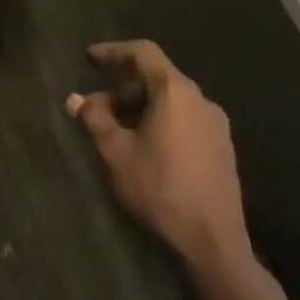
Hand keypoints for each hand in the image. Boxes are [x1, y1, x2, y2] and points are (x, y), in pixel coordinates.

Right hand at [68, 40, 252, 267]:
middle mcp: (199, 98)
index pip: (142, 52)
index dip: (113, 51)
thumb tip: (76, 99)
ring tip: (119, 129)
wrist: (216, 247)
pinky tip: (148, 146)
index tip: (90, 59)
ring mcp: (216, 123)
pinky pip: (187, 119)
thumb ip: (95, 120)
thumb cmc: (162, 191)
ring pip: (172, 100)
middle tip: (98, 106)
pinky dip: (163, 120)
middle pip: (157, 76)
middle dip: (124, 87)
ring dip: (142, 106)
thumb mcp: (118, 154)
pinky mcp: (224, 148)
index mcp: (175, 90)